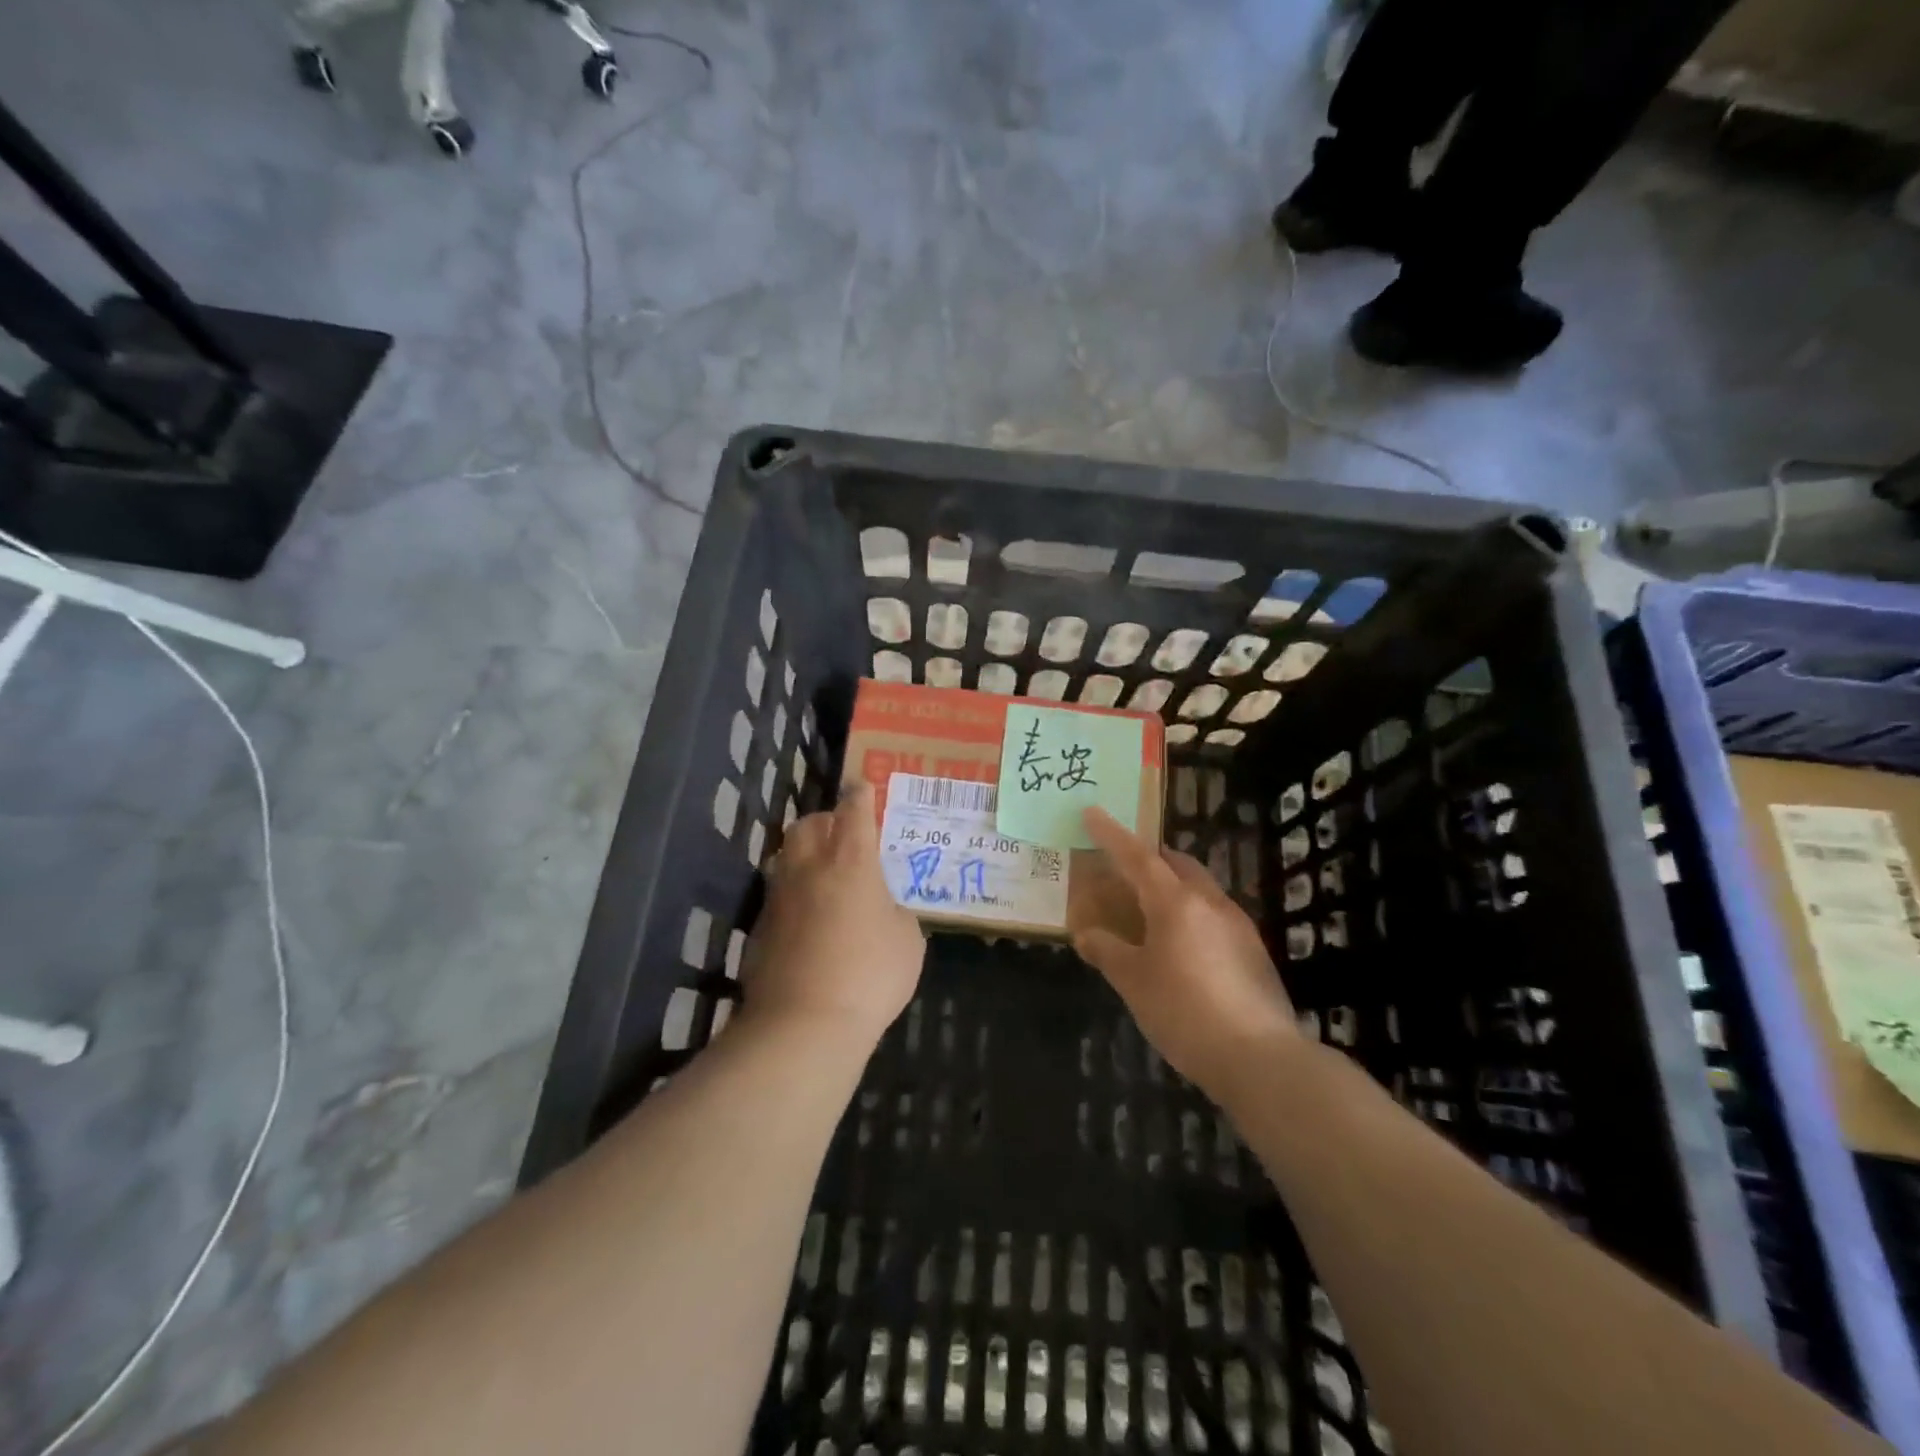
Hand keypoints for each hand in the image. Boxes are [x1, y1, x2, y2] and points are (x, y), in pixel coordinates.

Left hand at [742, 782, 925, 1052]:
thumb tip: (881, 909)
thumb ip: (895, 912)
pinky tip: (808, 920)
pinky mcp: (759, 928)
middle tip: (842, 836)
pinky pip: (777, 896)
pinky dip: (793, 896)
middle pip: (808, 825)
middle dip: (824, 821)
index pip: (853, 811)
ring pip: (785, 857)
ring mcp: (778, 897)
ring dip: (804, 856)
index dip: (859, 795)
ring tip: (823, 875)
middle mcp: (809, 868)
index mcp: (851, 861)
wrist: (803, 1024)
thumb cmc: (869, 975)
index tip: (862, 786)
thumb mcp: (907, 941)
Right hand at [1074, 808, 1299, 1102]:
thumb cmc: (1184, 1012)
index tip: (1092, 813)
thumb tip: (1086, 934)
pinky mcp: (1253, 950)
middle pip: (1176, 864)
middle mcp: (1210, 902)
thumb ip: (1107, 952)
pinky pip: (1213, 914)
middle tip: (1123, 866)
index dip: (1112, 835)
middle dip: (1148, 857)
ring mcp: (1238, 925)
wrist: (1260, 1058)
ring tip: (1149, 907)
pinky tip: (1181, 943)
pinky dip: (1190, 912)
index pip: (1137, 856)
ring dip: (1172, 885)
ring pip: (1199, 888)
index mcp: (1176, 902)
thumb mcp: (1134, 982)